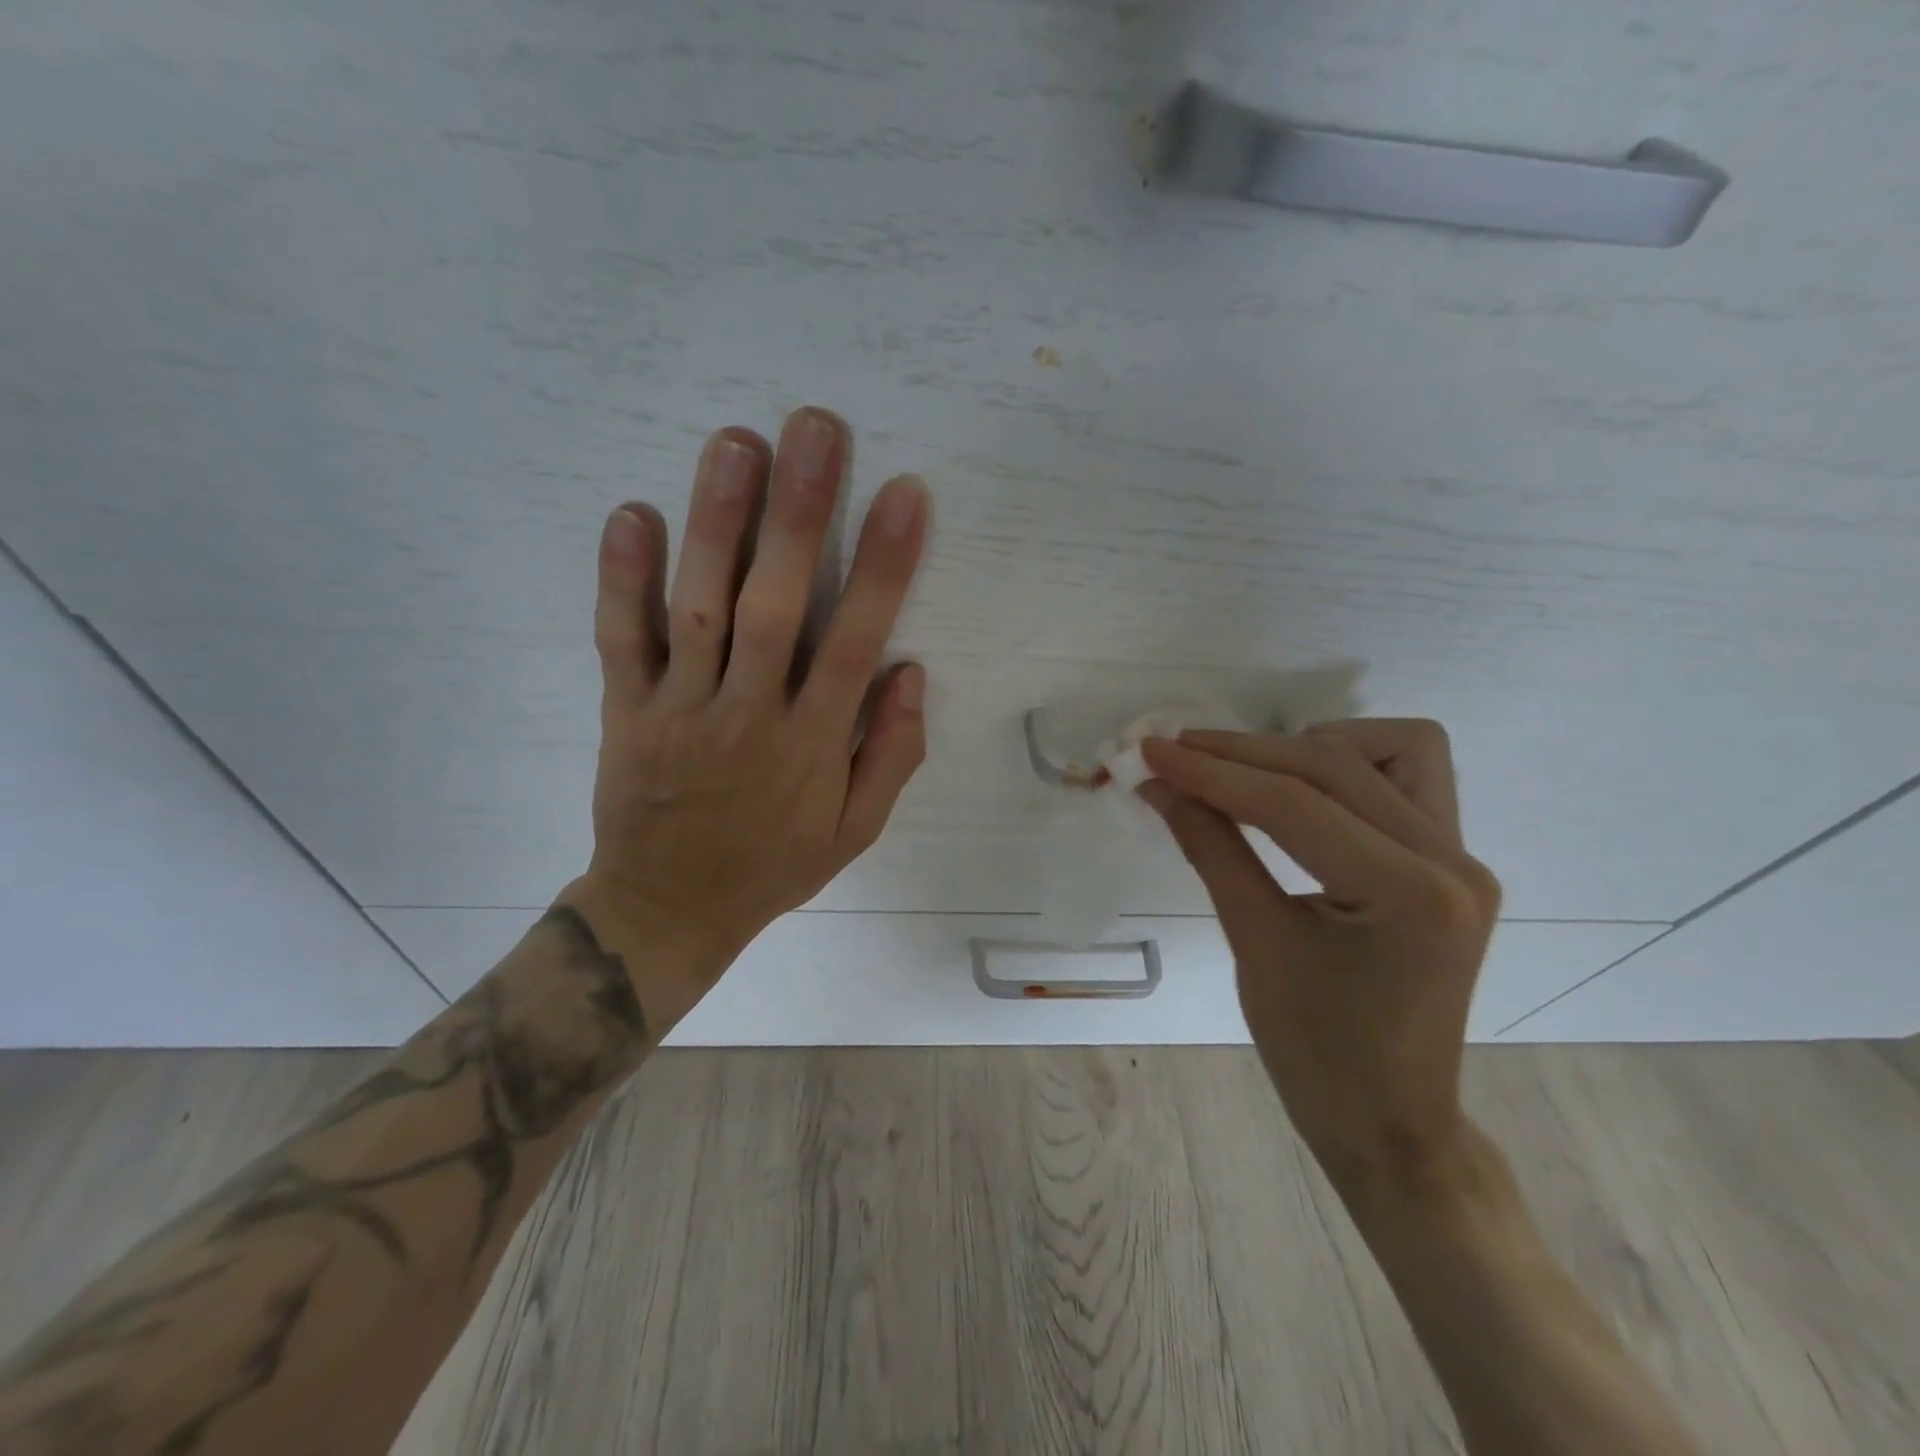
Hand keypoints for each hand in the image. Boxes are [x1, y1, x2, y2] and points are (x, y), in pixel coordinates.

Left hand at [563, 407, 929, 1016]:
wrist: (669, 909)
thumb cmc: (773, 866)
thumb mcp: (855, 832)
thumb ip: (891, 755)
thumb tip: (910, 673)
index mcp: (812, 744)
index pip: (855, 642)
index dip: (884, 567)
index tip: (904, 495)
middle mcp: (749, 714)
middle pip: (776, 605)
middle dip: (800, 515)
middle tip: (815, 429)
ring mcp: (680, 708)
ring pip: (700, 607)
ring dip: (718, 524)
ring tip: (737, 442)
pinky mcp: (626, 710)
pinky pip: (622, 640)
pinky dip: (622, 579)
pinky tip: (632, 512)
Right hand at [1139, 721, 1499, 1202]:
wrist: (1388, 1119)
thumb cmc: (1315, 1051)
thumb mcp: (1254, 943)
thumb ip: (1210, 848)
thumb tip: (1157, 784)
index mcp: (1411, 893)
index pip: (1294, 803)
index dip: (1212, 771)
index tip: (1149, 751)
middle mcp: (1452, 860)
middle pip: (1333, 765)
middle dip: (1243, 754)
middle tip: (1174, 754)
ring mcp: (1460, 857)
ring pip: (1386, 750)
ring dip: (1308, 747)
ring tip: (1248, 775)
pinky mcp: (1449, 861)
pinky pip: (1404, 777)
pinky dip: (1346, 768)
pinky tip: (1301, 793)